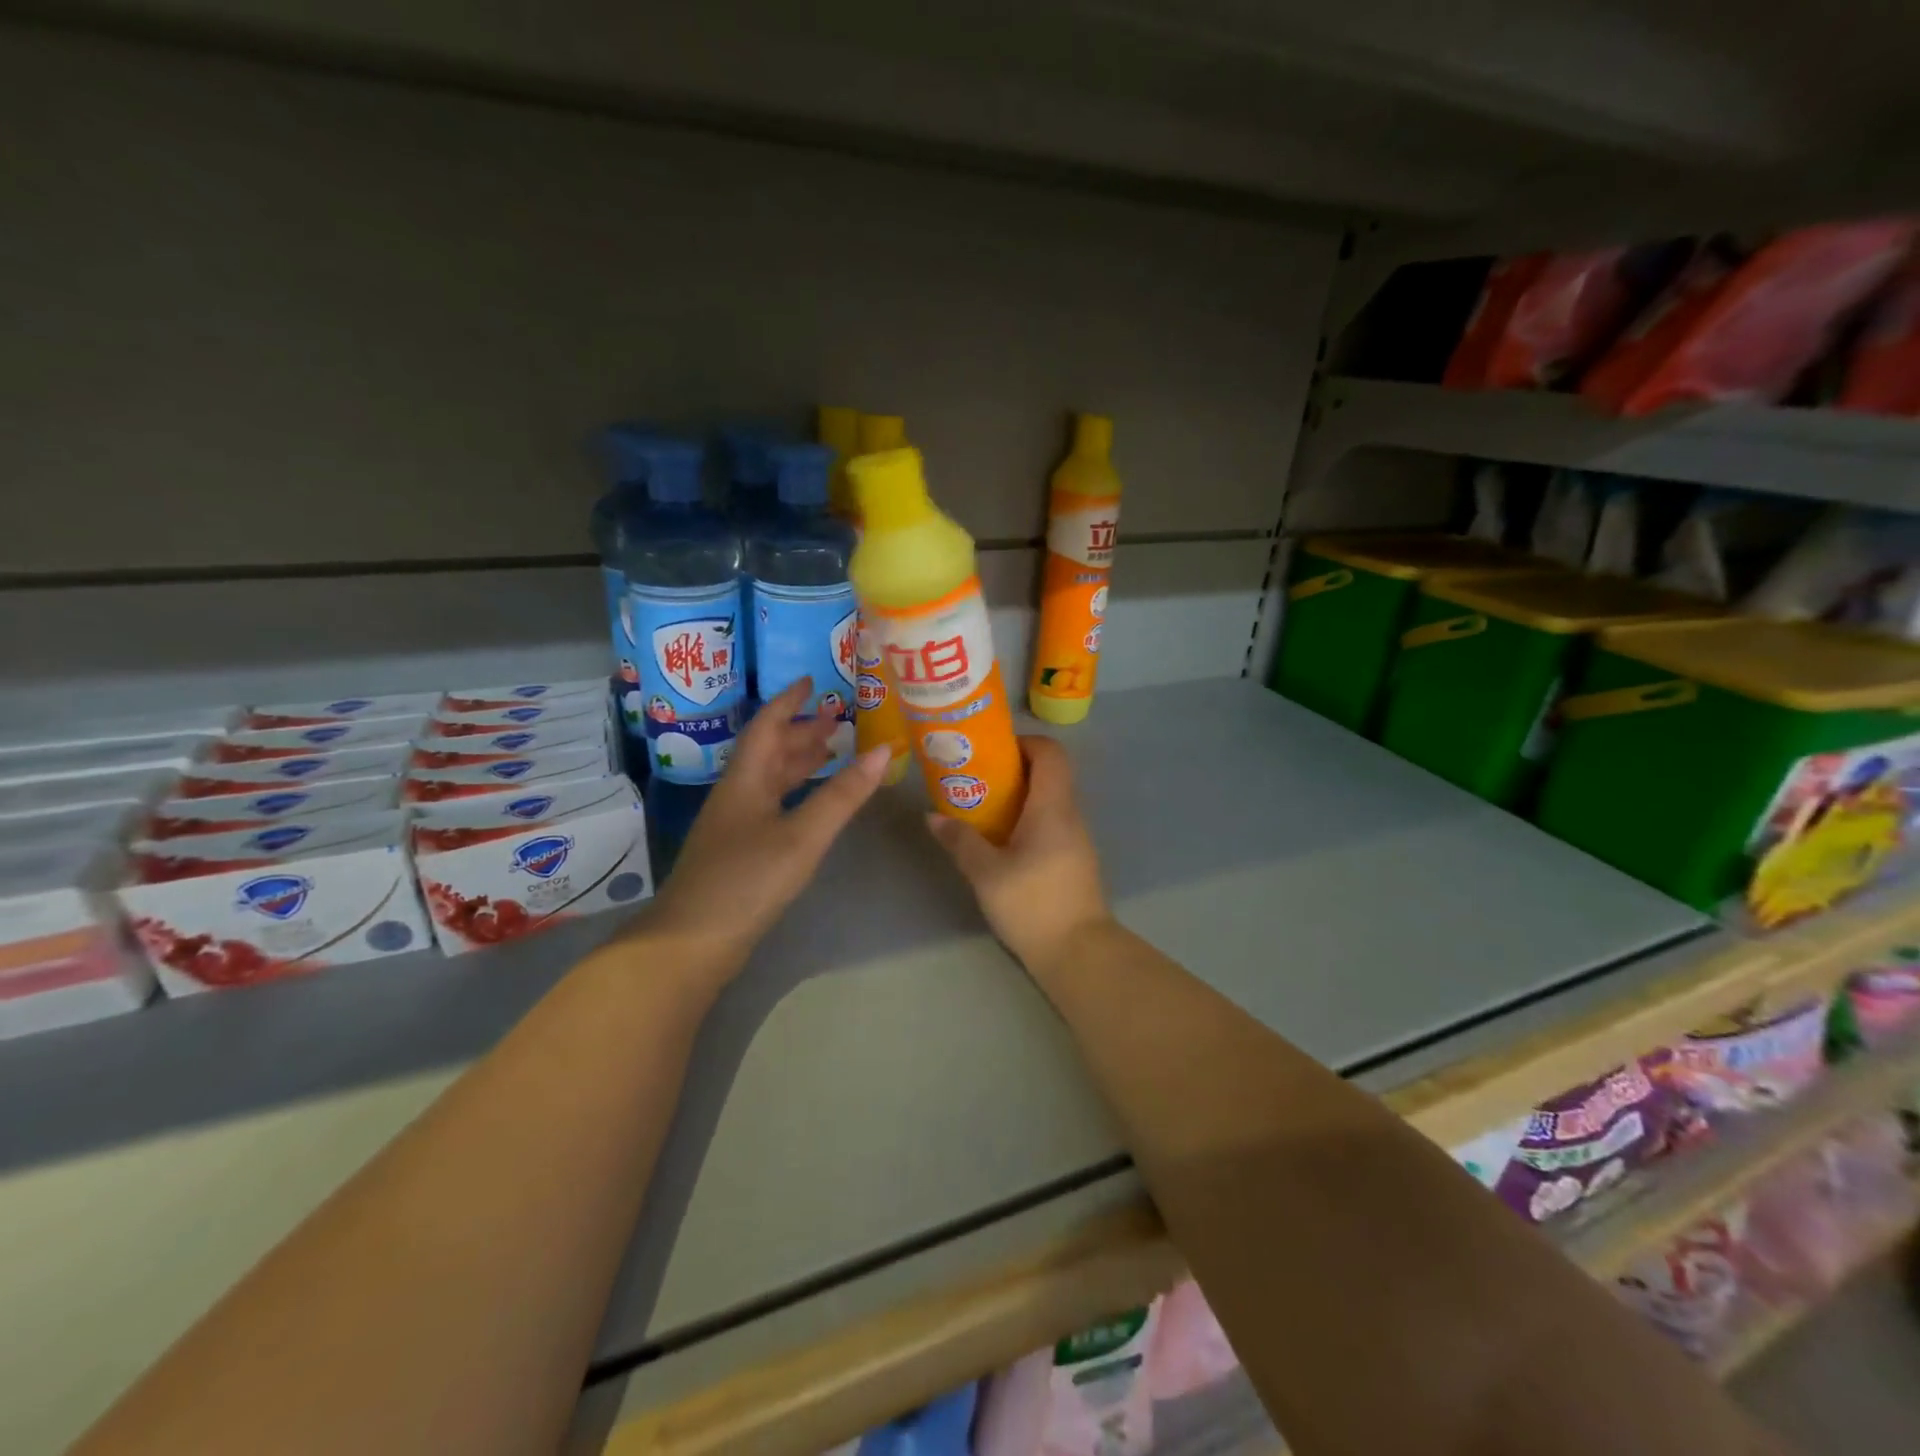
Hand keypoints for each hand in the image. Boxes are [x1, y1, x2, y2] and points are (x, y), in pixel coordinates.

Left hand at [637, 679, 889, 979]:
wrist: (692, 942)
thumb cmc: (747, 880)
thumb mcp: (802, 835)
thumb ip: (843, 795)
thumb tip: (884, 750)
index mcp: (746, 780)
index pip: (767, 725)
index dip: (789, 701)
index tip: (813, 681)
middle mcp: (738, 794)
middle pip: (769, 751)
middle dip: (801, 731)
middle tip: (838, 719)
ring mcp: (735, 825)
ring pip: (770, 779)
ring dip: (799, 762)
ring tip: (832, 751)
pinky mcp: (739, 851)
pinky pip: (773, 805)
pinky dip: (796, 793)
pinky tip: (812, 803)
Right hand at [925, 735, 1112, 974]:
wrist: (1079, 953)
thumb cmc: (1033, 904)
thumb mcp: (986, 873)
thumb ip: (960, 841)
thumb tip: (933, 817)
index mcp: (1053, 808)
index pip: (1051, 753)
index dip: (1025, 742)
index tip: (992, 751)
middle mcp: (1070, 815)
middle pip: (1050, 774)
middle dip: (1014, 769)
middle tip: (977, 778)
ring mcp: (1076, 839)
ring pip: (1050, 801)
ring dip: (1020, 797)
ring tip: (983, 808)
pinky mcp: (1075, 860)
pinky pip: (1052, 823)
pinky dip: (1028, 819)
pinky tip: (1002, 841)